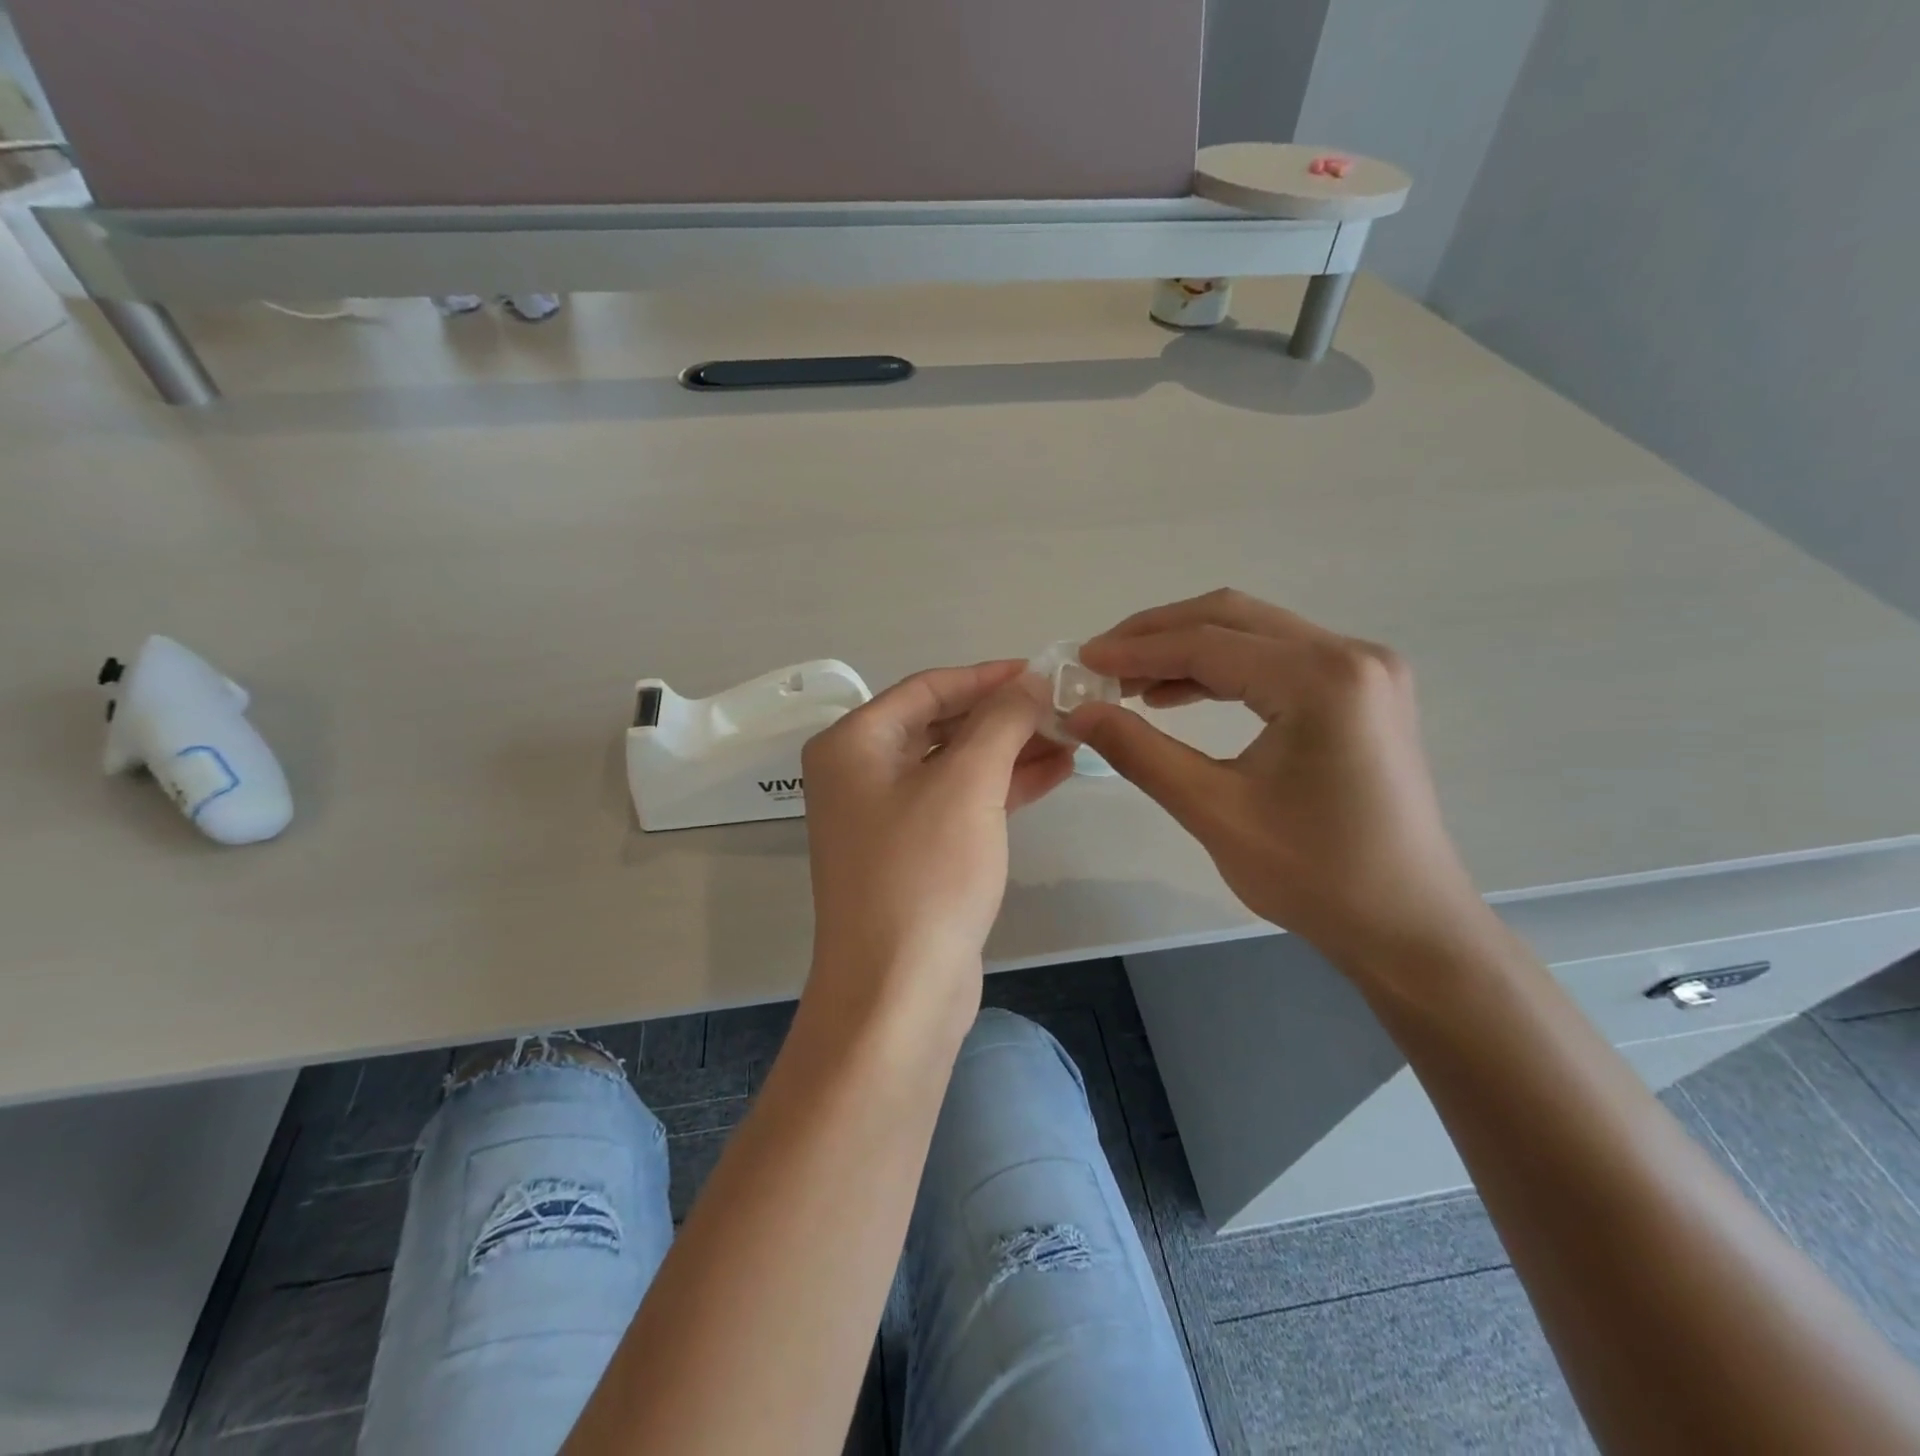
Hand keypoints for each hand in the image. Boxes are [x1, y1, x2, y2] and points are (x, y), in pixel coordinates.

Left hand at [801, 661, 1072, 1015]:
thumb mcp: (968, 784)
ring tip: (1072, 737)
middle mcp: (861, 774)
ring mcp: (885, 817)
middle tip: (1064, 707)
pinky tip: (1054, 773)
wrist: (899, 990)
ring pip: (956, 766)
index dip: (987, 676)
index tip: (1041, 671)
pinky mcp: (914, 853)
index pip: (927, 689)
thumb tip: (1030, 681)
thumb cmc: (925, 872)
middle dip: (1004, 716)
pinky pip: (960, 803)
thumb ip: (1001, 721)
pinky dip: (1003, 788)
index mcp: (853, 744)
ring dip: (1011, 751)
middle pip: (941, 726)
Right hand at [1071, 590, 1488, 972]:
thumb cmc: (1314, 875)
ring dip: (1187, 650)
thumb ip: (1140, 752)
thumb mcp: (1214, 810)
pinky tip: (1177, 695)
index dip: (1135, 650)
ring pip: (1254, 634)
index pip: (1208, 643)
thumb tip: (1079, 714)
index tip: (1081, 661)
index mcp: (1322, 679)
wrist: (1406, 924)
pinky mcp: (1362, 692)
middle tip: (1100, 663)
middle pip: (1232, 618)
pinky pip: (1278, 660)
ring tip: (1128, 682)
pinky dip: (1223, 671)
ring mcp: (1364, 670)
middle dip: (1158, 635)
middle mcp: (1351, 655)